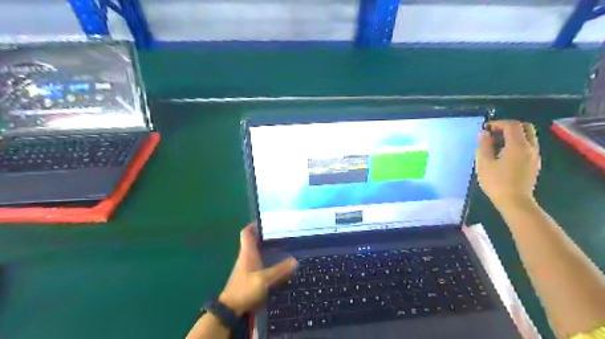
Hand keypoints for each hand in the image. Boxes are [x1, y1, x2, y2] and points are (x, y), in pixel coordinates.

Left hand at [221, 224, 299, 316]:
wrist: (231, 310)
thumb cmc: (244, 290)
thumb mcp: (264, 280)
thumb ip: (279, 270)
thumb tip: (295, 260)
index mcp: (247, 253)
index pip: (246, 233)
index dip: (254, 225)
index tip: (266, 221)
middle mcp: (246, 257)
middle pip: (253, 240)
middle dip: (265, 235)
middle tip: (281, 232)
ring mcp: (247, 267)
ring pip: (257, 251)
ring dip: (267, 246)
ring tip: (283, 244)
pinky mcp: (250, 276)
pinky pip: (260, 261)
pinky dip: (268, 258)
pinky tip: (278, 262)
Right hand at [475, 119, 540, 208]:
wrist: (514, 201)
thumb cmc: (496, 182)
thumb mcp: (484, 163)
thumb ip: (484, 145)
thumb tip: (484, 133)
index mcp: (518, 146)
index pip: (512, 125)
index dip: (498, 123)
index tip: (486, 128)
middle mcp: (531, 147)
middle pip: (525, 127)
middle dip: (509, 126)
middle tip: (494, 133)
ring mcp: (534, 156)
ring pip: (528, 136)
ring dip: (514, 135)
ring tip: (497, 143)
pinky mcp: (534, 163)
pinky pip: (528, 146)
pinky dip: (517, 143)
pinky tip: (504, 153)